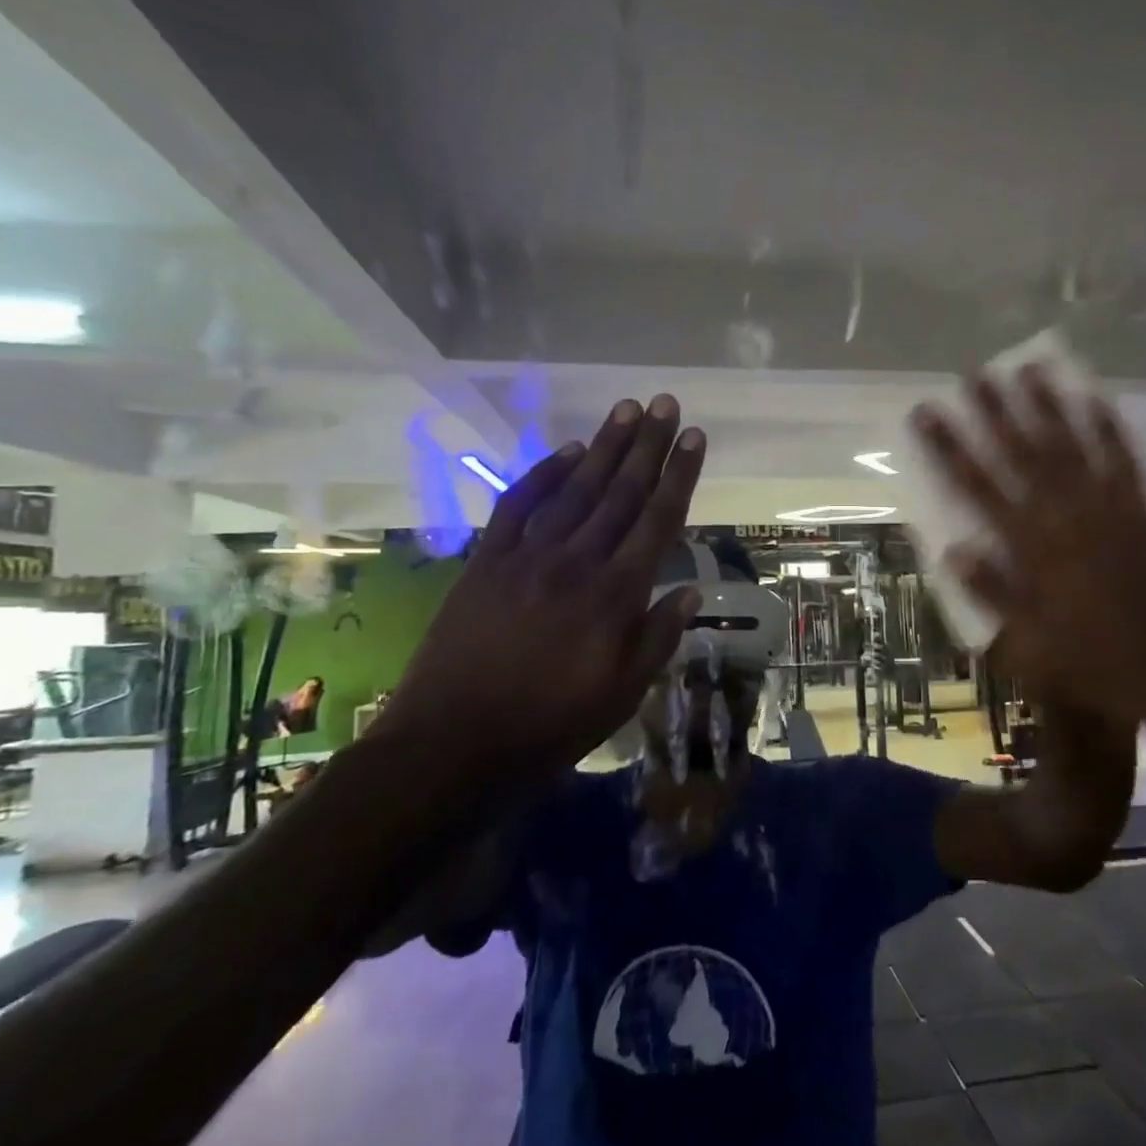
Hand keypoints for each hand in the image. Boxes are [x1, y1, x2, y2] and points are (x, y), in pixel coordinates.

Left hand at [381, 395, 704, 778]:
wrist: (451, 743)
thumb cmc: (549, 725)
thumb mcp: (622, 694)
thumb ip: (658, 637)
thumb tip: (691, 591)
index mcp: (616, 595)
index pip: (658, 520)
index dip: (679, 475)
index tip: (694, 437)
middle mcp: (577, 562)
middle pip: (621, 492)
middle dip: (647, 445)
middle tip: (664, 402)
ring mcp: (528, 556)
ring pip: (576, 490)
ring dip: (603, 447)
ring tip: (626, 409)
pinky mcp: (487, 561)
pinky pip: (518, 506)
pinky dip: (543, 475)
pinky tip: (567, 452)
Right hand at [912, 368, 1145, 721]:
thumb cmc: (1088, 661)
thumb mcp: (1026, 643)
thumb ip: (991, 593)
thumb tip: (952, 550)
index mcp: (1030, 549)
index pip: (977, 487)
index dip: (948, 447)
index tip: (926, 412)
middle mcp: (1066, 518)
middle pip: (1023, 454)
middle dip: (996, 412)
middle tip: (975, 374)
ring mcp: (1107, 511)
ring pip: (1073, 447)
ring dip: (1050, 406)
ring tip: (1030, 368)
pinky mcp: (1139, 514)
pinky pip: (1124, 463)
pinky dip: (1110, 430)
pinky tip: (1098, 400)